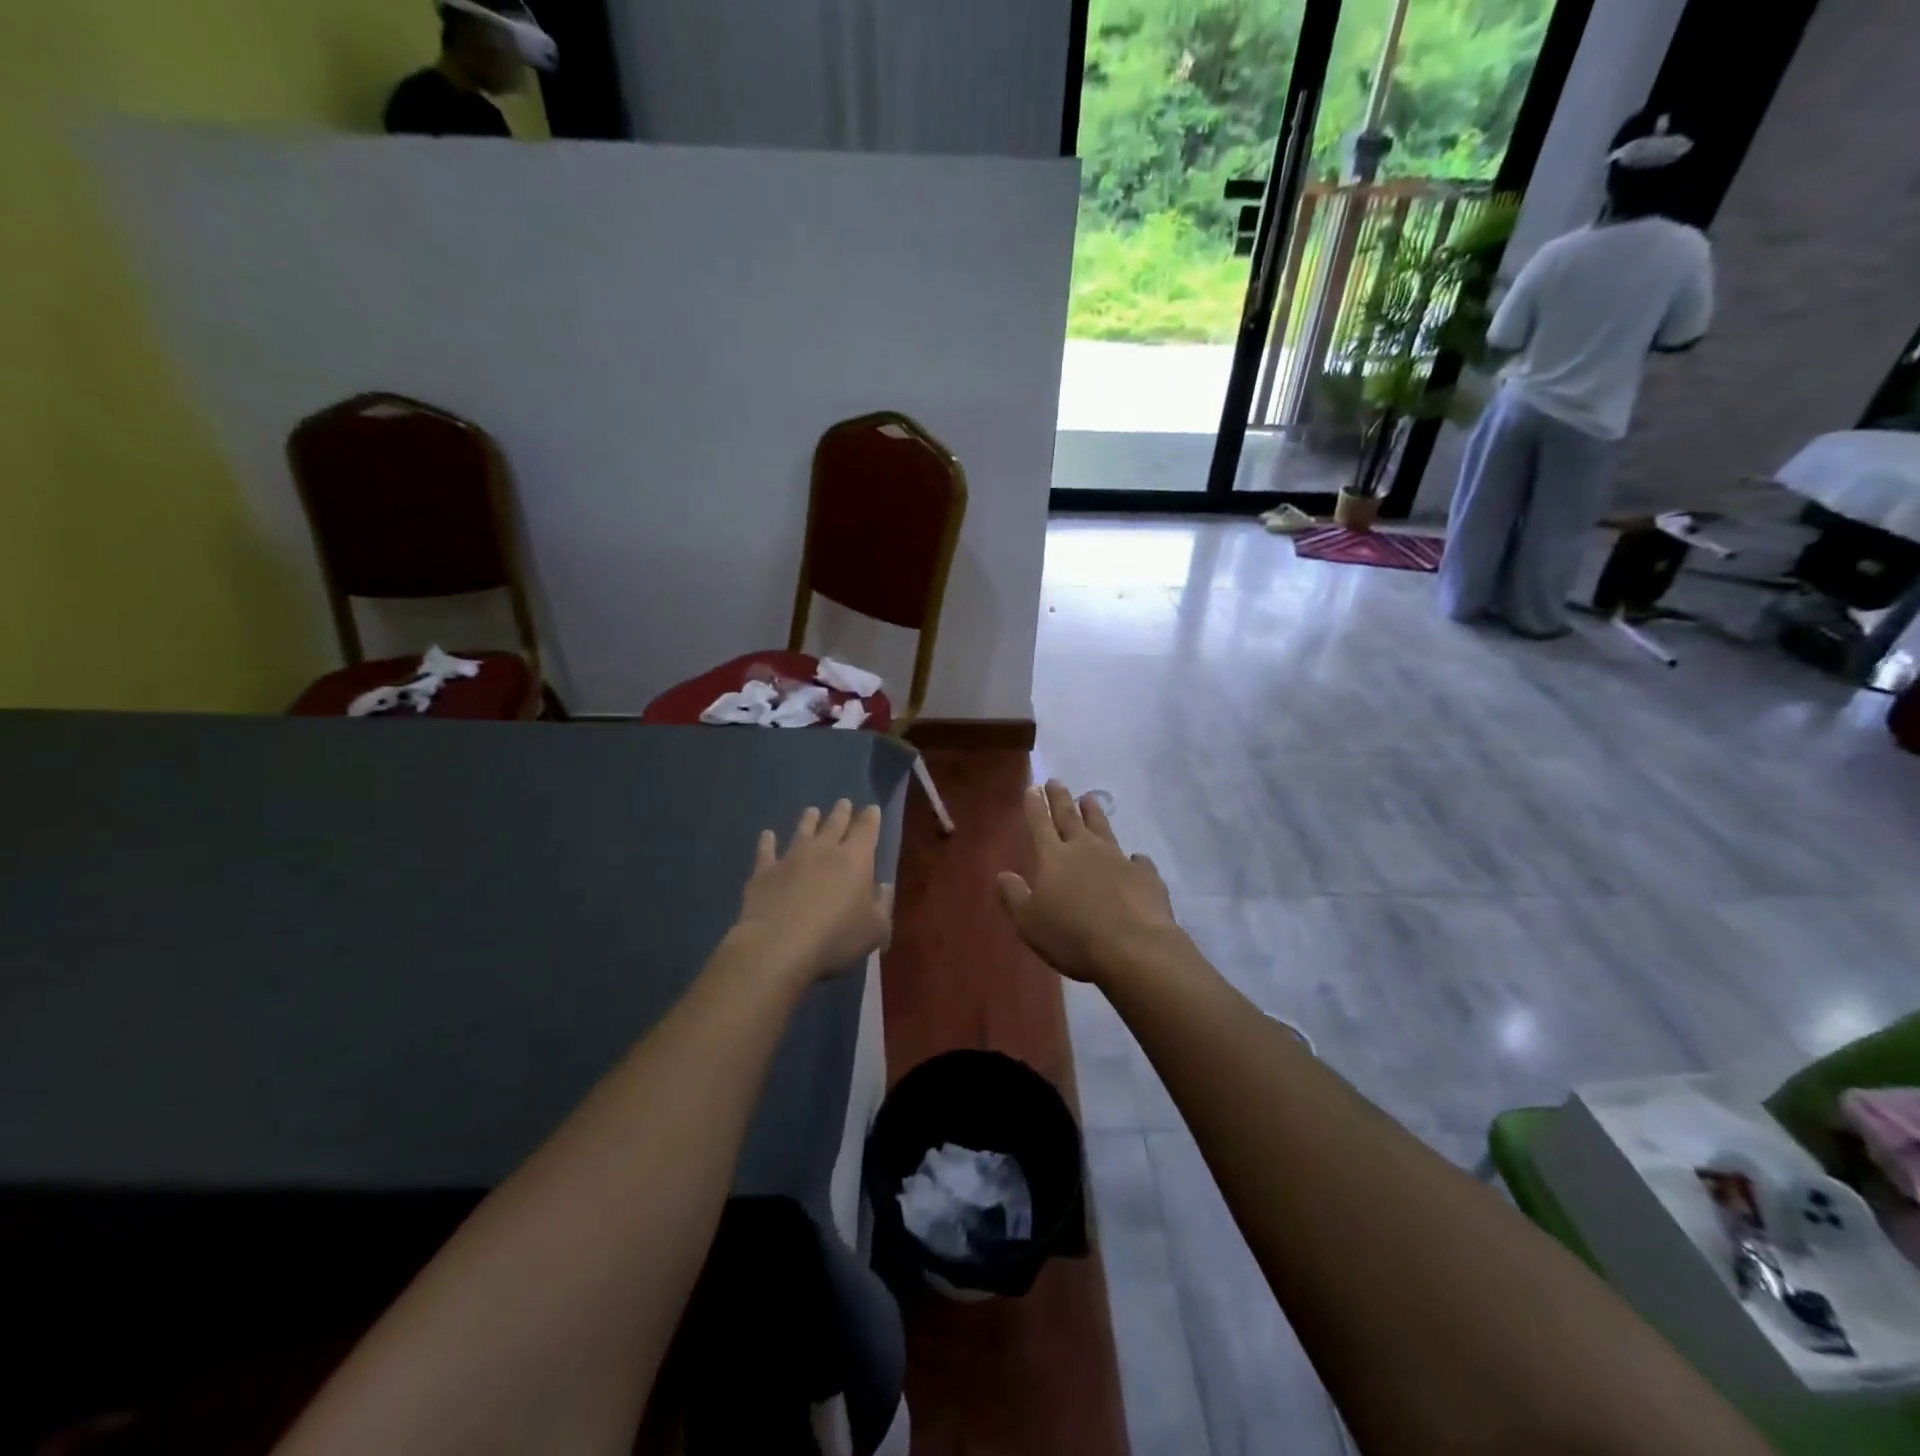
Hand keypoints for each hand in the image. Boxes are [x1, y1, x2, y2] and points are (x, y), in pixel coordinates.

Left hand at [734, 800, 893, 984]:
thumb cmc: (836, 937)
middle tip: (843, 803)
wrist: (778, 946)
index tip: (871, 808)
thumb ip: (883, 905)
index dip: (871, 818)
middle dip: (841, 812)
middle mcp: (824, 850)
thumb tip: (884, 887)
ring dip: (808, 820)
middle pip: (834, 824)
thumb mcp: (875, 929)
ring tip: (811, 811)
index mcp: (856, 859)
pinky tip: (767, 835)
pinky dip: (767, 842)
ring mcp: (791, 858)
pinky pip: (766, 851)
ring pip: (802, 831)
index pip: (867, 830)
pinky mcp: (764, 873)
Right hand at [997, 781, 1179, 983]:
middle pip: (1070, 817)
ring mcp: (1118, 859)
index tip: (1033, 787)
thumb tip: (1003, 875)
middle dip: (1061, 798)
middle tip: (1056, 781)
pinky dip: (1133, 858)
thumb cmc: (1072, 936)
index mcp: (1054, 857)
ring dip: (1094, 813)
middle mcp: (1085, 849)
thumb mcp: (1030, 922)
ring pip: (1103, 829)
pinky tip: (1135, 859)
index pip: (1040, 823)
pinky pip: (1137, 861)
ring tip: (1089, 799)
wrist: (1133, 947)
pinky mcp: (1145, 876)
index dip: (1035, 805)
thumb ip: (1014, 896)